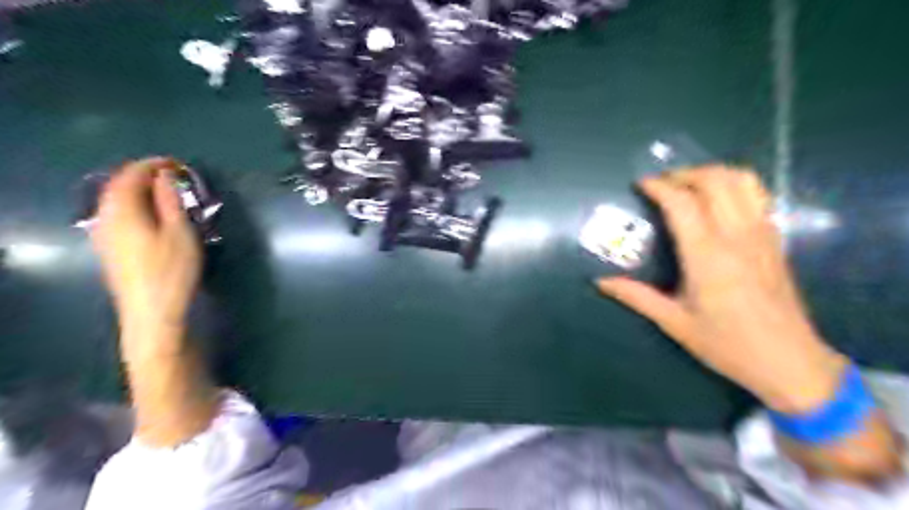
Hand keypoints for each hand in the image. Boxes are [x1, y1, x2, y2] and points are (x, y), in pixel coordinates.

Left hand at [89, 157, 198, 342]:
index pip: (131, 176)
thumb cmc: (172, 270)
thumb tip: (165, 176)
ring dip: (137, 190)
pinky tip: (148, 213)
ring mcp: (104, 235)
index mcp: (123, 211)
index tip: (176, 163)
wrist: (152, 311)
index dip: (152, 164)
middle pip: (118, 186)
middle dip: (142, 175)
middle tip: (170, 174)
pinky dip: (133, 205)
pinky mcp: (109, 249)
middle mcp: (106, 218)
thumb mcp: (180, 232)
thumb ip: (170, 201)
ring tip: (162, 191)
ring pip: (115, 201)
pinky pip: (116, 214)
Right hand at [599, 168, 845, 414]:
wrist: (790, 362)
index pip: (682, 203)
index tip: (640, 184)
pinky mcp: (775, 240)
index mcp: (707, 256)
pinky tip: (718, 201)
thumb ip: (637, 296)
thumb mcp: (675, 323)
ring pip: (743, 181)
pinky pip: (758, 195)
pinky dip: (734, 185)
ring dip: (712, 174)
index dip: (659, 187)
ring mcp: (762, 235)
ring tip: (689, 185)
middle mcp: (737, 236)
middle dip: (685, 173)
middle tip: (662, 184)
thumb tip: (600, 282)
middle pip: (715, 181)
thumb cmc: (727, 344)